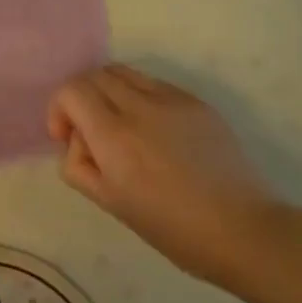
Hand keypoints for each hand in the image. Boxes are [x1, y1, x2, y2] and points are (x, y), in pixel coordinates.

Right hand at [46, 64, 279, 282]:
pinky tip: (154, 133)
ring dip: (108, 92)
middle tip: (89, 132)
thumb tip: (78, 140)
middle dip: (81, 98)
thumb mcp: (109, 203)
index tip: (66, 137)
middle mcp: (140, 106)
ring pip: (123, 72)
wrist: (242, 230)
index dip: (59, 108)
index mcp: (114, 135)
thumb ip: (78, 165)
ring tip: (119, 127)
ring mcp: (172, 100)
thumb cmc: (171, 227)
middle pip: (94, 74)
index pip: (71, 90)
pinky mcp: (197, 102)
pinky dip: (138, 97)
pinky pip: (153, 84)